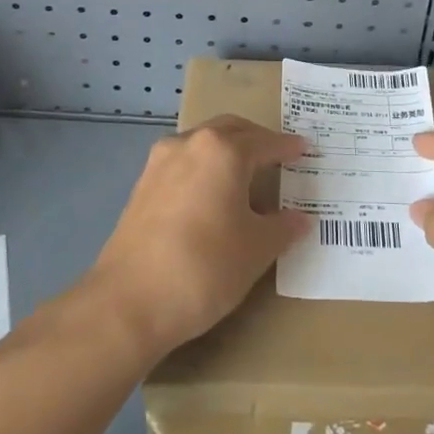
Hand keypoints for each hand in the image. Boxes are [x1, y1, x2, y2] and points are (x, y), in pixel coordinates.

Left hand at [87, 115, 310, 359]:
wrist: (128, 303)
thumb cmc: (204, 267)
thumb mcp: (256, 250)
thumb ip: (283, 228)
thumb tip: (301, 219)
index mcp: (223, 150)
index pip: (265, 142)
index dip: (288, 148)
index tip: (305, 150)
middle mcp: (190, 143)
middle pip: (231, 130)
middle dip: (256, 140)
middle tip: (277, 156)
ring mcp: (160, 162)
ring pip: (203, 143)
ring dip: (227, 151)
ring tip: (245, 176)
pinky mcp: (142, 185)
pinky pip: (183, 163)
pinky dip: (204, 169)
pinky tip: (212, 196)